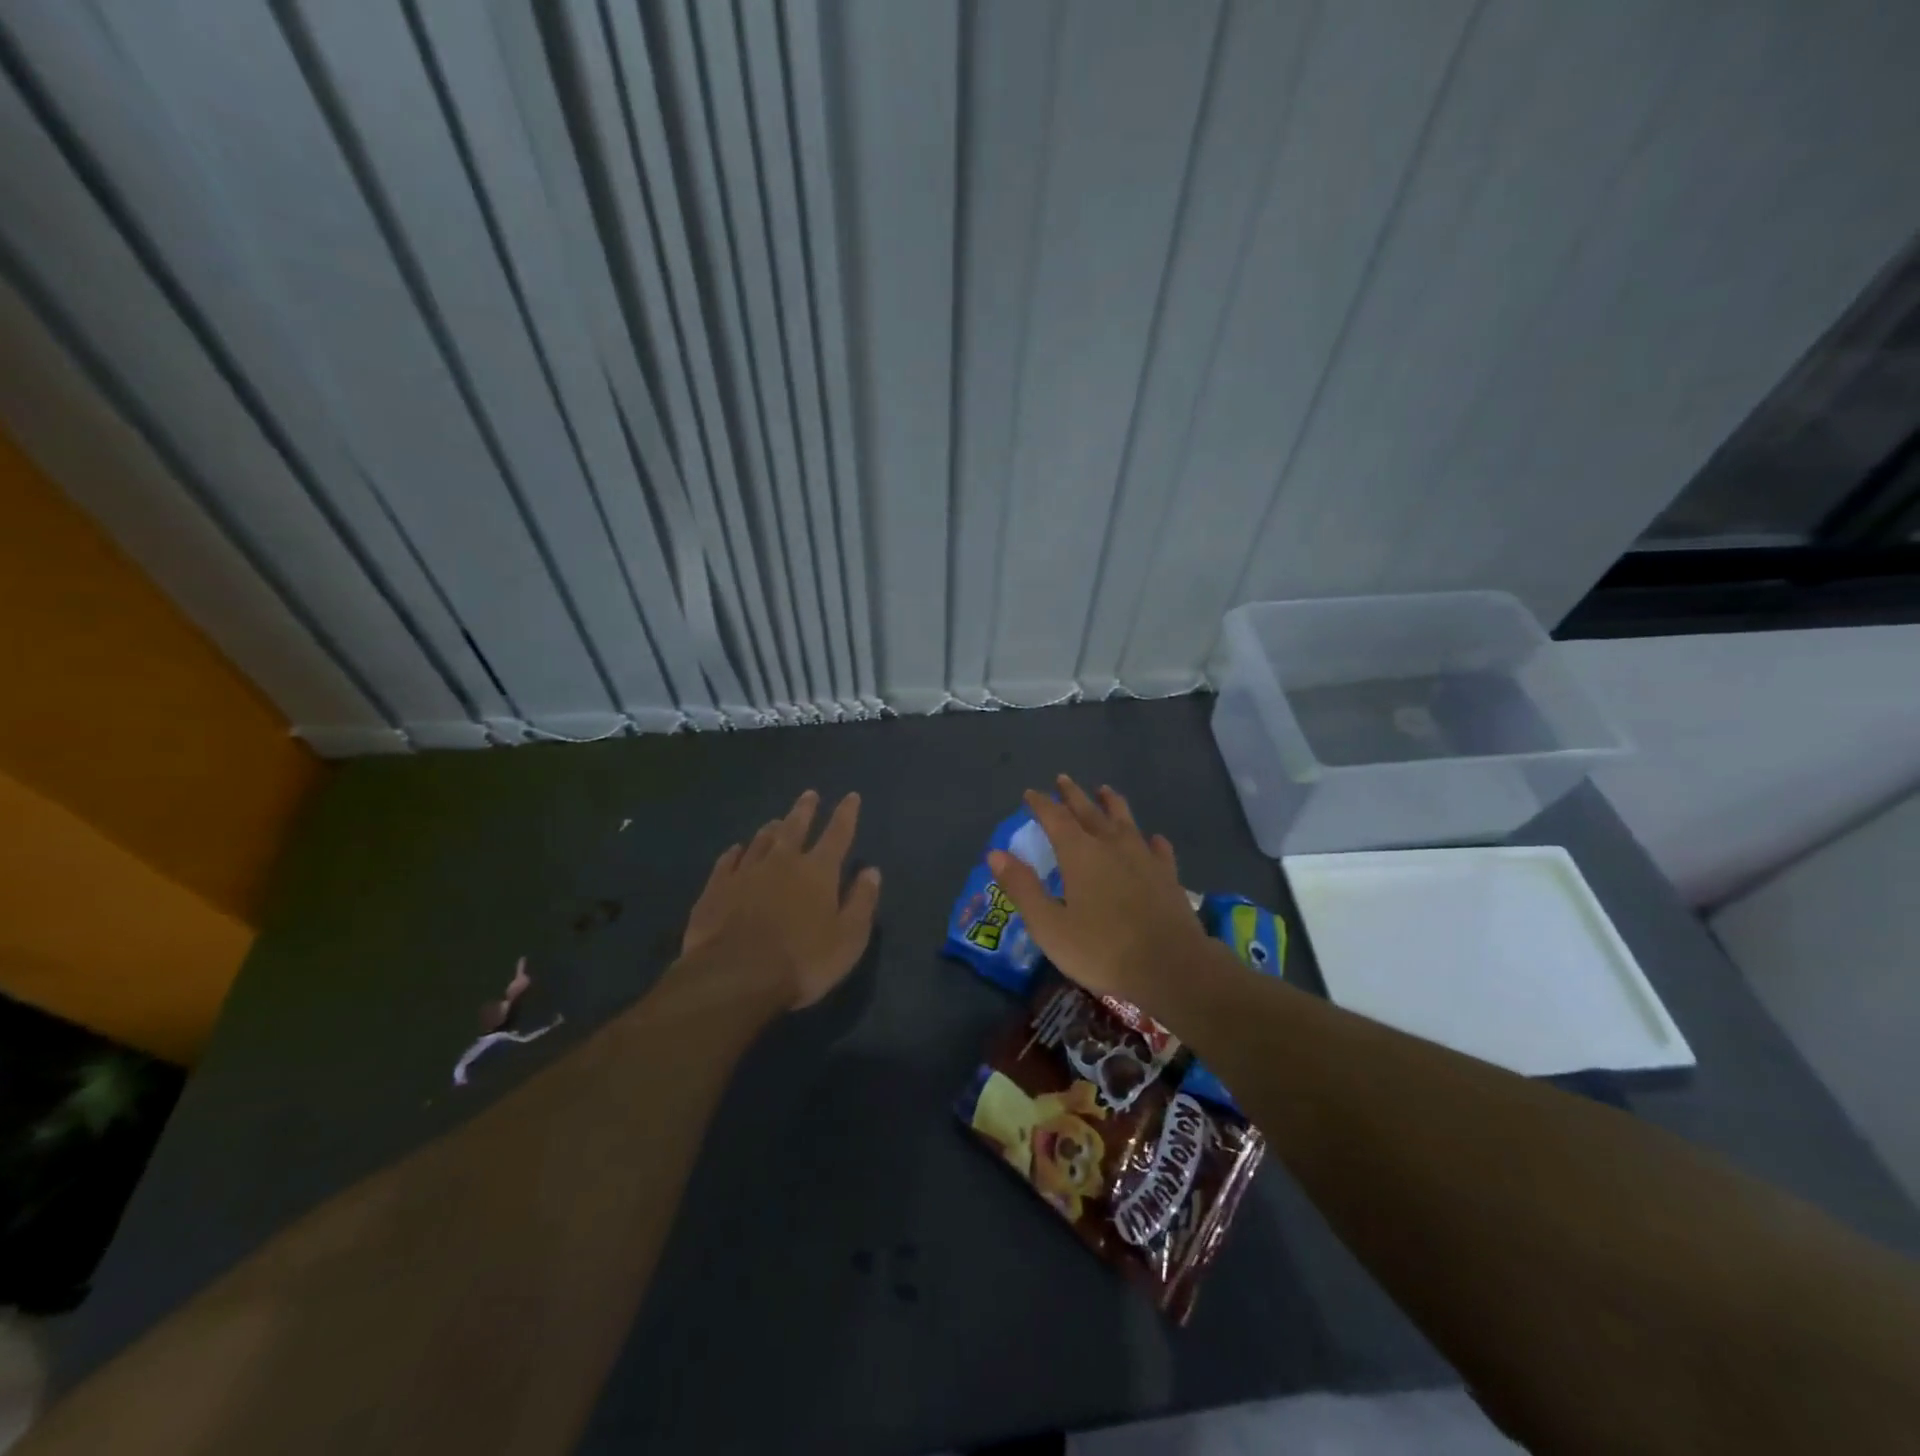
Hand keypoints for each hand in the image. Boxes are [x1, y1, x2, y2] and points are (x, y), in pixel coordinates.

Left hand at [681, 790, 881, 1009]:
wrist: (734, 977)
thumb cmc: (802, 961)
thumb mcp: (848, 938)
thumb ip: (862, 902)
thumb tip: (872, 871)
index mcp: (818, 871)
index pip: (837, 834)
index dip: (846, 814)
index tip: (851, 796)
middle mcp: (782, 862)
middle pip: (795, 827)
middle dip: (805, 810)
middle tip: (809, 794)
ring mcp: (745, 873)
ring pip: (760, 841)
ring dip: (771, 829)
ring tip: (776, 821)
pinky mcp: (716, 889)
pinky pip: (727, 862)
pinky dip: (735, 853)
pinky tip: (735, 849)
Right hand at [987, 776, 1217, 1007]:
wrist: (1172, 967)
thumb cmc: (1102, 949)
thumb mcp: (1049, 925)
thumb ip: (1023, 888)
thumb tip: (995, 853)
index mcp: (1080, 854)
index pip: (1055, 818)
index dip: (1041, 804)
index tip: (1030, 793)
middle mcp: (1112, 846)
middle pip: (1089, 811)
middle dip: (1073, 795)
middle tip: (1063, 779)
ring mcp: (1144, 858)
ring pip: (1125, 821)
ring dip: (1112, 804)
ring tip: (1106, 790)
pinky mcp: (1168, 876)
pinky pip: (1158, 849)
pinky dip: (1151, 840)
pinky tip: (1153, 839)